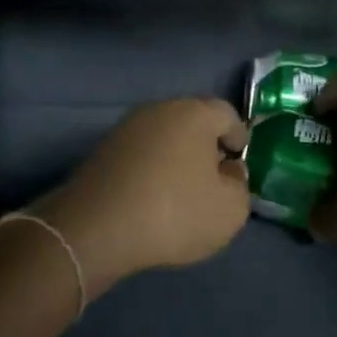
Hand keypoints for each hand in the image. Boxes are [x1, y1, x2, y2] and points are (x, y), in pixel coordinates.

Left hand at [38, 98, 250, 293]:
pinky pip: (139, 153)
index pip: (226, 114)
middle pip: (192, 121)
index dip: (238, 136)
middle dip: (205, 144)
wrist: (97, 227)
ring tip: (182, 189)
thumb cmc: (174, 212)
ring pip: (163, 136)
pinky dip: (150, 168)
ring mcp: (127, 127)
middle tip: (214, 175)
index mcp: (194, 113)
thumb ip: (239, 185)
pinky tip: (151, 196)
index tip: (239, 159)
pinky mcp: (103, 149)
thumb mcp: (229, 210)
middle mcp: (159, 109)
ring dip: (175, 156)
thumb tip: (228, 170)